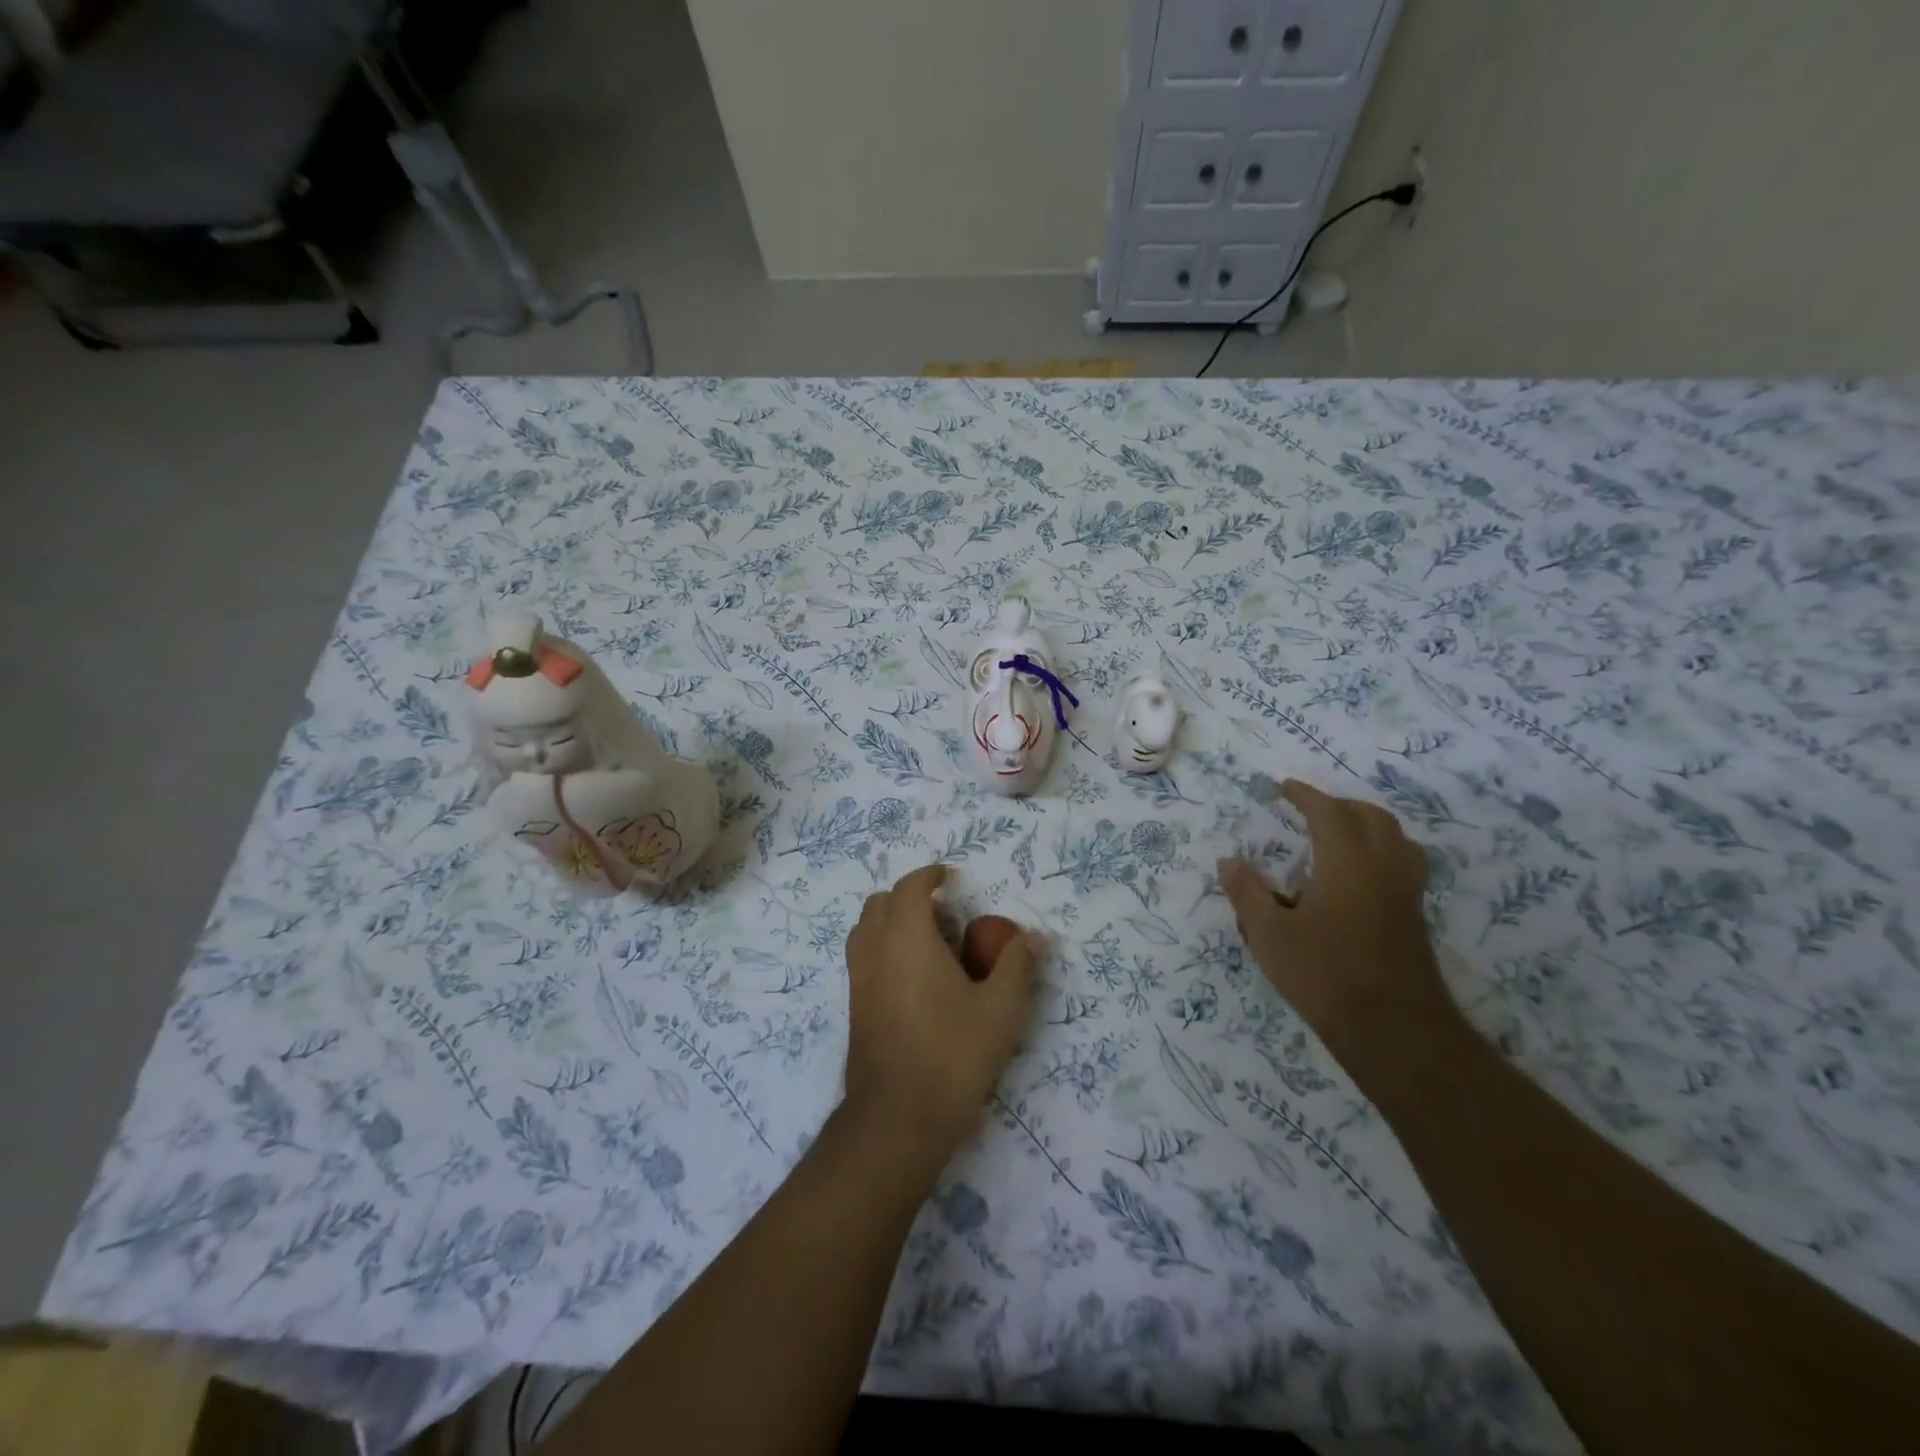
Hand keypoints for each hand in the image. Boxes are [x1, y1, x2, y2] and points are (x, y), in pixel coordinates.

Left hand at [843, 863, 1040, 1159]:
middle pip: (881, 902)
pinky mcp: (854, 1005)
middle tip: (945, 918)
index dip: (929, 875)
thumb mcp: (1001, 1009)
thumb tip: (1036, 936)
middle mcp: (875, 949)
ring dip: (892, 921)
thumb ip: (1018, 965)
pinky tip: (915, 981)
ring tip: (929, 946)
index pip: (910, 887)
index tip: (950, 877)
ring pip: (866, 929)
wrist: (898, 1117)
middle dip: (910, 897)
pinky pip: (863, 956)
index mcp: (908, 937)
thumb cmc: (953, 1054)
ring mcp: (858, 978)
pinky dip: (883, 947)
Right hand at [1219, 779, 1456, 1064]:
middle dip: (1339, 805)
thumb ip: (1247, 893)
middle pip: (1371, 817)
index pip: (1328, 812)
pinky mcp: (1414, 916)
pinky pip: (1403, 863)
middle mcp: (1383, 867)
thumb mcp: (1269, 935)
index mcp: (1347, 862)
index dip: (1305, 795)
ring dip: (1367, 824)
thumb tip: (1228, 861)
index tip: (1284, 787)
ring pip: (1396, 838)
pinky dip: (1381, 850)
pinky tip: (1359, 877)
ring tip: (1339, 835)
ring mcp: (1405, 892)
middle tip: (1309, 810)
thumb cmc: (1324, 975)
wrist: (1394, 1029)